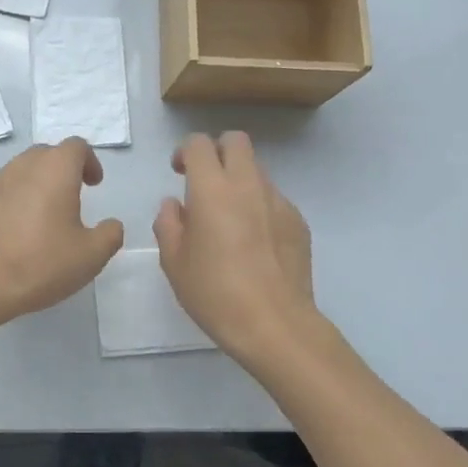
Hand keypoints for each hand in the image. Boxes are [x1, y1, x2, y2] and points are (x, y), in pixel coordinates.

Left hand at [0, 139, 124, 324]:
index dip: (88, 161)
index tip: (93, 185)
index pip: (76, 147)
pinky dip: (2, 204)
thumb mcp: (91, 257)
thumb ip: (110, 234)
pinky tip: (3, 232)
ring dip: (29, 186)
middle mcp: (21, 166)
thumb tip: (110, 224)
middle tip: (67, 199)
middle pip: (44, 155)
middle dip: (59, 170)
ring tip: (34, 219)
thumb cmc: (40, 265)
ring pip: (15, 173)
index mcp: (55, 171)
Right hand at [154, 132, 317, 363]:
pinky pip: (274, 200)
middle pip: (236, 141)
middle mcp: (247, 185)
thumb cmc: (214, 292)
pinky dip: (260, 207)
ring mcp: (278, 201)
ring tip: (230, 219)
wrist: (275, 325)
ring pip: (257, 170)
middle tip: (205, 182)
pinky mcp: (299, 222)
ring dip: (239, 180)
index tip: (179, 173)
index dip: (186, 152)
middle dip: (218, 151)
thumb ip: (168, 224)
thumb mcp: (174, 262)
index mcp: (212, 189)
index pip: (199, 144)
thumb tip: (175, 205)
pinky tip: (254, 243)